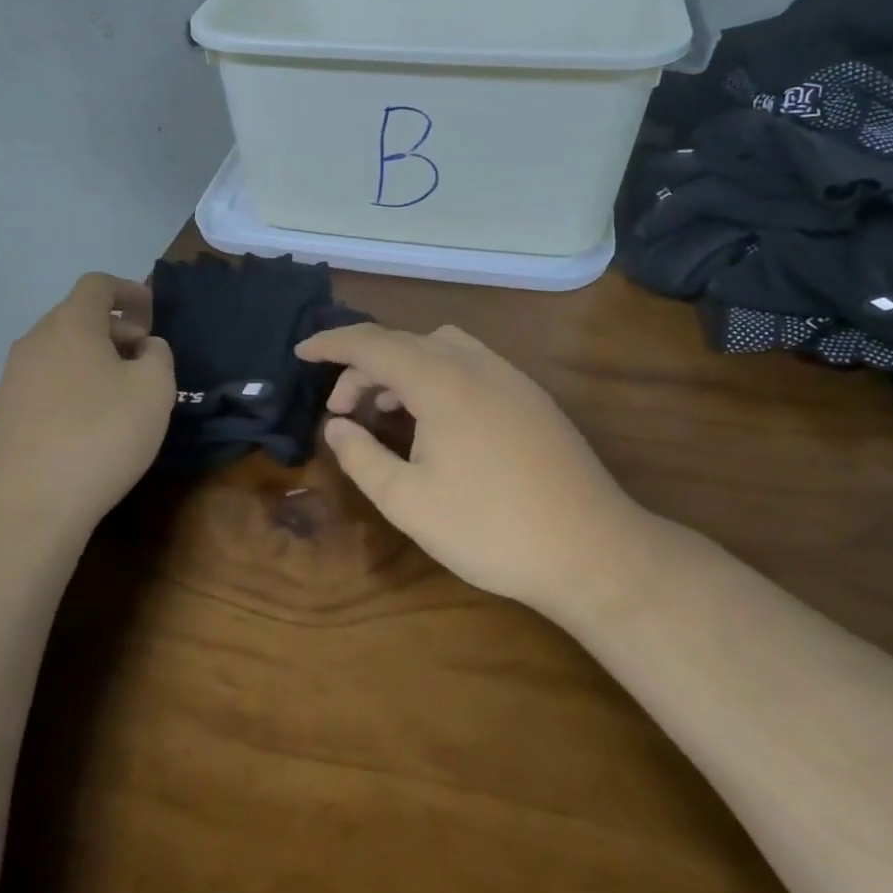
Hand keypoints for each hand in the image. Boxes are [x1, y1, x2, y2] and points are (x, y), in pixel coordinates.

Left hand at [0, 273, 174, 533]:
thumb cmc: (99, 435)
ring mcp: (11, 380)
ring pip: (61, 354)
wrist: (24, 507)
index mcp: (70, 324)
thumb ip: (158, 356)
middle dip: (116, 331)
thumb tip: (144, 348)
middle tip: (146, 360)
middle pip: (78, 319)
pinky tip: (90, 427)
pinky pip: (46, 386)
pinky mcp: (3, 416)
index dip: (129, 291)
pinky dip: (73, 390)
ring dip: (94, 363)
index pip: (97, 285)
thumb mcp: (155, 390)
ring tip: (122, 397)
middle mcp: (34, 342)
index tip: (152, 314)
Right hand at [296, 323, 641, 609]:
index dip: (331, 343)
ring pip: (439, 347)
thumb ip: (362, 457)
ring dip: (402, 367)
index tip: (300, 352)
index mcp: (440, 380)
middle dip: (363, 366)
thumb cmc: (490, 528)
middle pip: (404, 343)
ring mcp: (509, 376)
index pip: (372, 344)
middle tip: (342, 410)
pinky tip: (436, 421)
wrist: (592, 550)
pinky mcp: (530, 396)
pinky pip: (469, 364)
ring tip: (387, 410)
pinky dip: (436, 375)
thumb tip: (337, 427)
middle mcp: (474, 363)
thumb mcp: (408, 501)